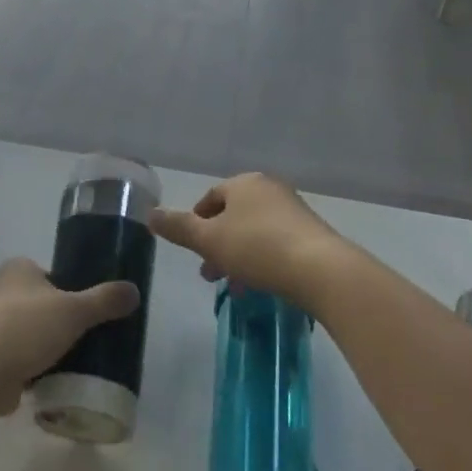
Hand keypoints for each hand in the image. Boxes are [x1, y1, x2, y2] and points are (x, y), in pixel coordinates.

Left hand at [0, 259, 139, 415]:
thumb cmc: (25, 327)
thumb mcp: (74, 310)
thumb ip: (104, 301)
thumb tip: (134, 291)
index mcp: (18, 268)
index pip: (51, 276)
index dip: (71, 292)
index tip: (89, 314)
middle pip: (39, 305)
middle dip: (58, 323)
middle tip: (86, 342)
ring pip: (27, 334)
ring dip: (43, 348)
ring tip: (72, 366)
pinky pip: (15, 360)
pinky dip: (30, 370)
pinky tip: (50, 384)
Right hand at [148, 173, 344, 304]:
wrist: (322, 271)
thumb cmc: (258, 248)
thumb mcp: (209, 240)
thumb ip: (178, 227)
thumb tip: (149, 214)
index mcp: (244, 183)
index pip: (211, 197)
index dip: (196, 221)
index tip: (191, 247)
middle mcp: (270, 190)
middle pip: (233, 215)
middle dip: (217, 244)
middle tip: (208, 274)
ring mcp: (294, 211)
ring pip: (254, 232)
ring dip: (238, 256)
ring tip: (233, 287)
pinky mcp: (312, 234)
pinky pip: (276, 243)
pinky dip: (262, 261)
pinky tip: (259, 286)